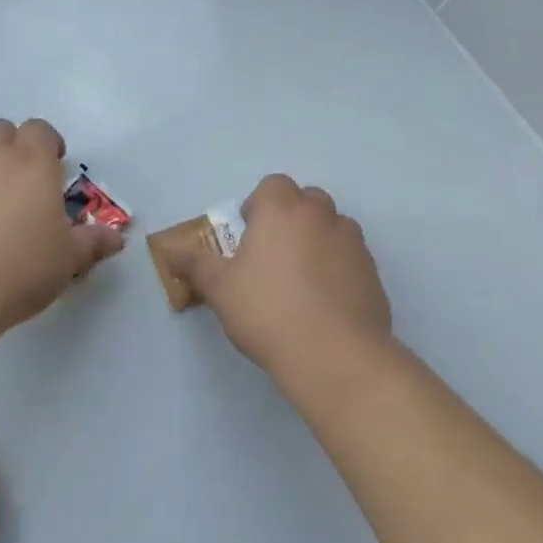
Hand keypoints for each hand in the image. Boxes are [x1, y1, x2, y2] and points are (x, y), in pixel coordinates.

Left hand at [0, 118, 124, 347]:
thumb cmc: (20, 268)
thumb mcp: (68, 260)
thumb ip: (93, 243)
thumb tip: (116, 238)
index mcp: (31, 163)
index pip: (39, 129)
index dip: (48, 142)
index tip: (55, 165)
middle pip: (0, 131)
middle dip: (12, 147)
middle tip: (22, 183)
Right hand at [155, 174, 389, 376]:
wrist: (335, 356)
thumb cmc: (268, 311)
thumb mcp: (219, 289)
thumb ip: (194, 264)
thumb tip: (169, 249)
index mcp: (282, 208)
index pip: (273, 186)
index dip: (260, 206)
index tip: (250, 238)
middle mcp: (320, 214)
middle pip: (306, 201)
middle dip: (291, 219)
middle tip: (274, 257)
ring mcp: (352, 242)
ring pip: (333, 227)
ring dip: (319, 241)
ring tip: (303, 281)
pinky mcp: (373, 272)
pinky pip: (351, 258)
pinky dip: (340, 269)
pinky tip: (327, 304)